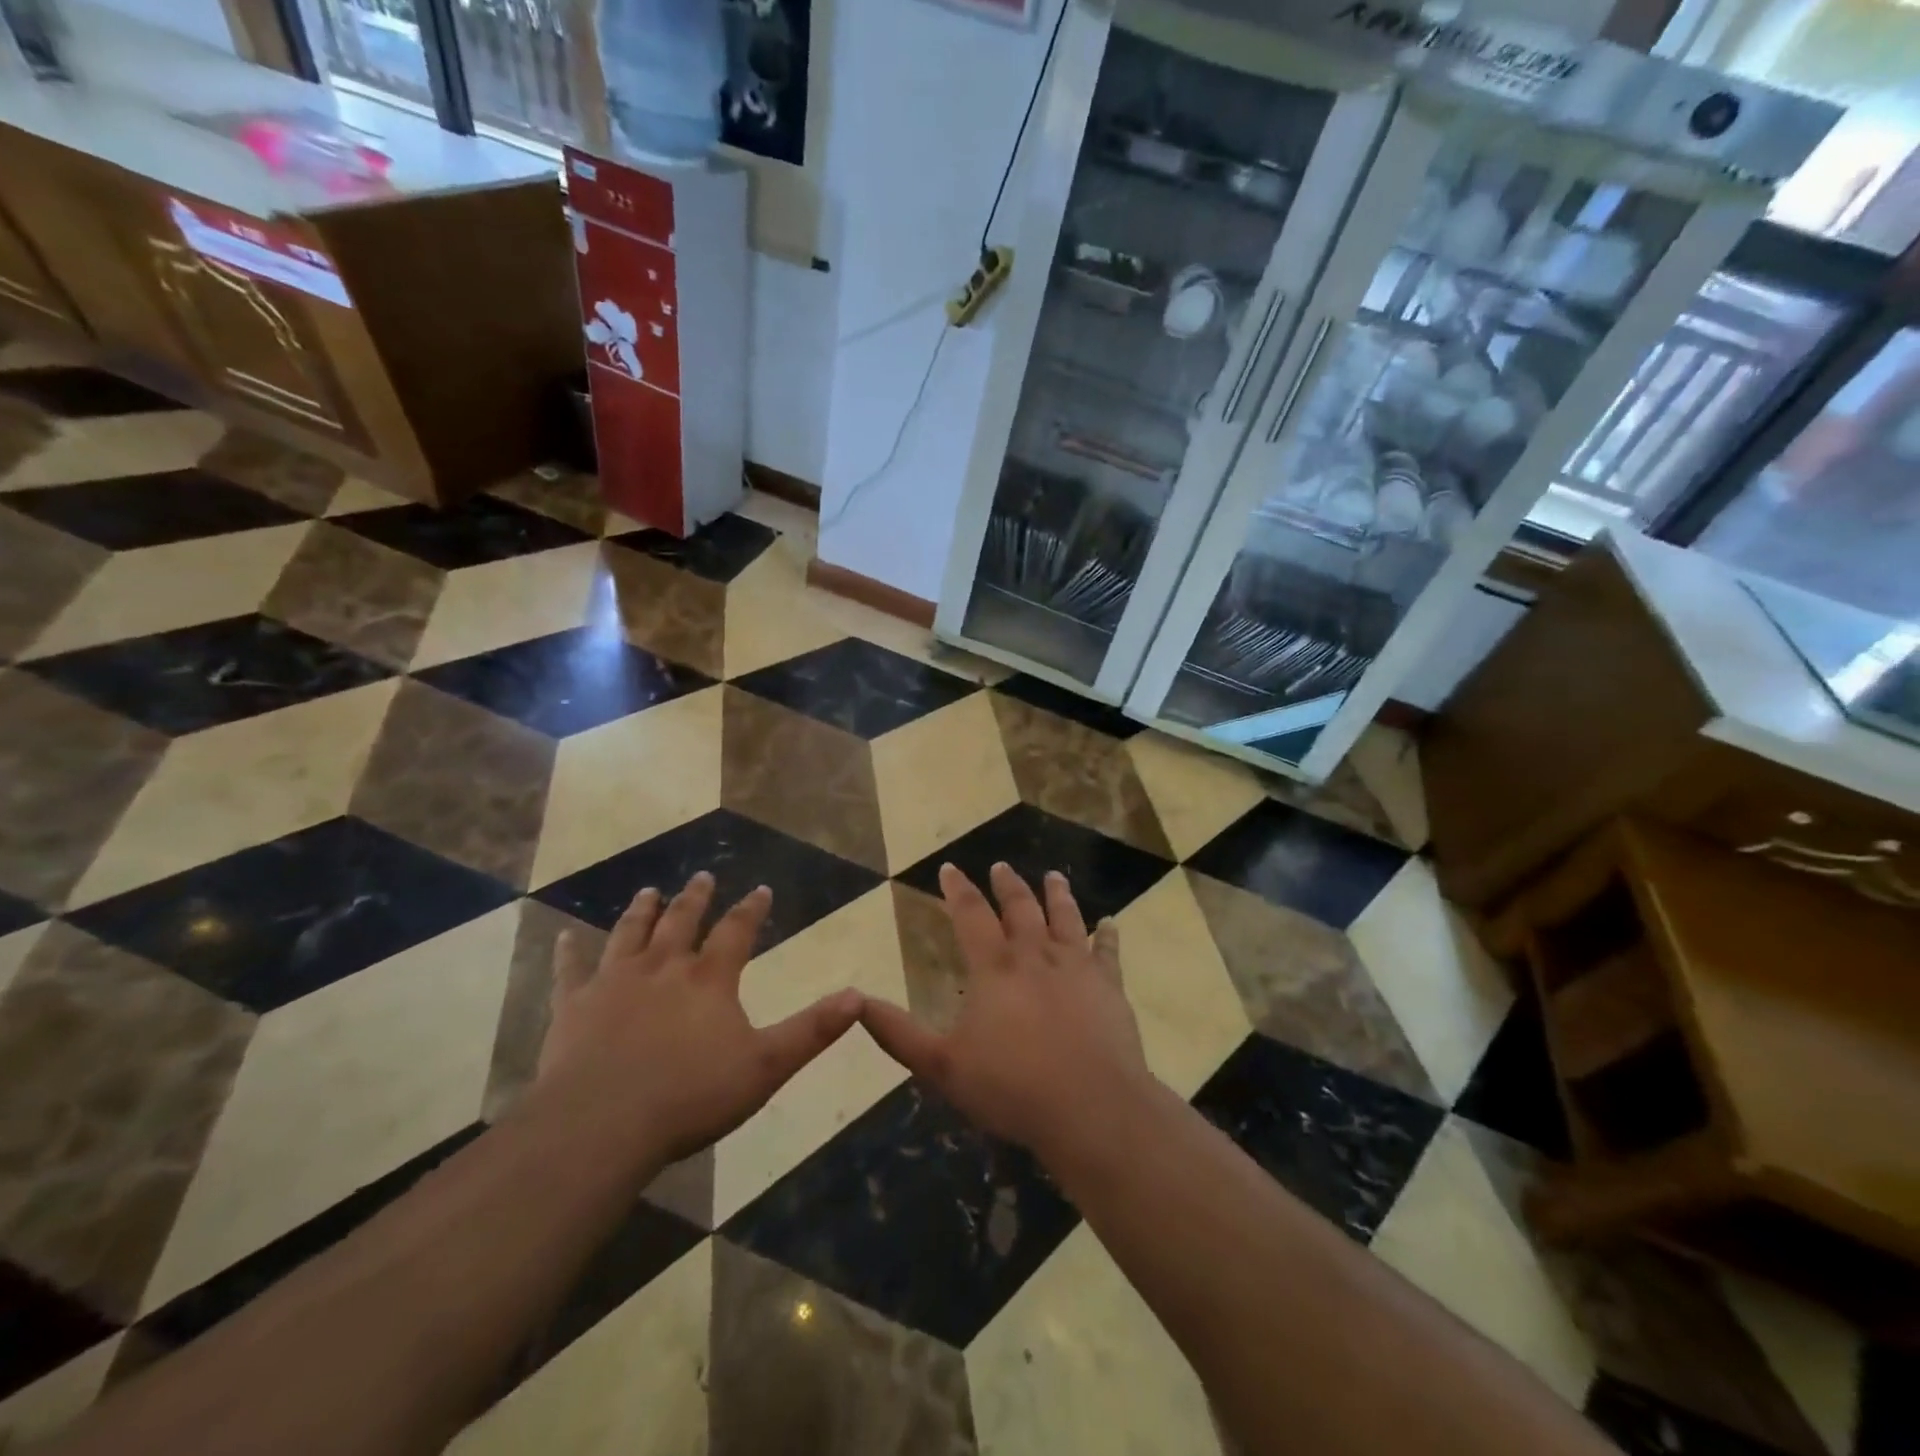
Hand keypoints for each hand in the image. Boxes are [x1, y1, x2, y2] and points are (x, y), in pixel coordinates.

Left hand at [531, 873, 861, 1165]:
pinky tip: (564, 936)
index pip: (737, 931)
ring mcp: (614, 983)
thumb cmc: (690, 1096)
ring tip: (649, 890)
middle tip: (702, 876)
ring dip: (641, 911)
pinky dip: (568, 952)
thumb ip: (812, 1030)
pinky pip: (570, 971)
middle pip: (681, 921)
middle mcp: (663, 968)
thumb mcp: (766, 1066)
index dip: (751, 909)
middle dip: (695, 898)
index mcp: (709, 979)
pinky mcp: (573, 1007)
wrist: (602, 1125)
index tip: (761, 889)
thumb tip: (859, 996)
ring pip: (630, 934)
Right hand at [860, 862, 1155, 1156]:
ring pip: (1066, 918)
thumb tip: (856, 1002)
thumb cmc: (1011, 1087)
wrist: (1091, 1107)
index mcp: (994, 967)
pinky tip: (1110, 922)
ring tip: (1053, 876)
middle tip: (1001, 867)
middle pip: (1020, 907)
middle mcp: (1035, 955)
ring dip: (1057, 894)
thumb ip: (898, 1034)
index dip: (958, 889)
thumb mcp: (941, 1066)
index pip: (970, 914)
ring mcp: (1077, 967)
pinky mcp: (1109, 986)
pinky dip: (1108, 934)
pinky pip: (1109, 951)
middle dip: (1007, 885)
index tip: (950, 867)